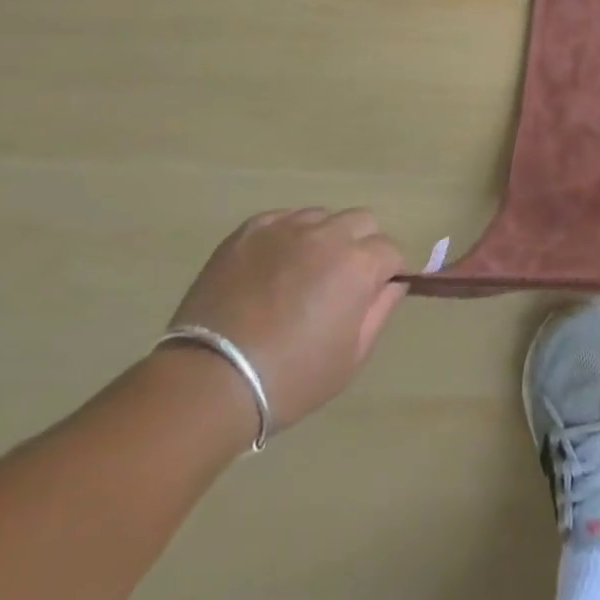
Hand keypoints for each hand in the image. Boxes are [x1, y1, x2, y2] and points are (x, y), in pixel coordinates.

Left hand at [165, 208, 407, 436]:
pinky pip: (282, 219)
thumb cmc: (290, 379)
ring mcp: (286, 228)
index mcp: (359, 264)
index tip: (369, 296)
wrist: (208, 382)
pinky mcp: (249, 231)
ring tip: (300, 275)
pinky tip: (272, 268)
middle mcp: (328, 234)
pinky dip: (286, 237)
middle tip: (338, 282)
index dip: (384, 273)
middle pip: (361, 222)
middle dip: (359, 246)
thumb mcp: (351, 357)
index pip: (390, 251)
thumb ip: (380, 311)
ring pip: (321, 217)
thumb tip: (391, 284)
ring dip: (322, 239)